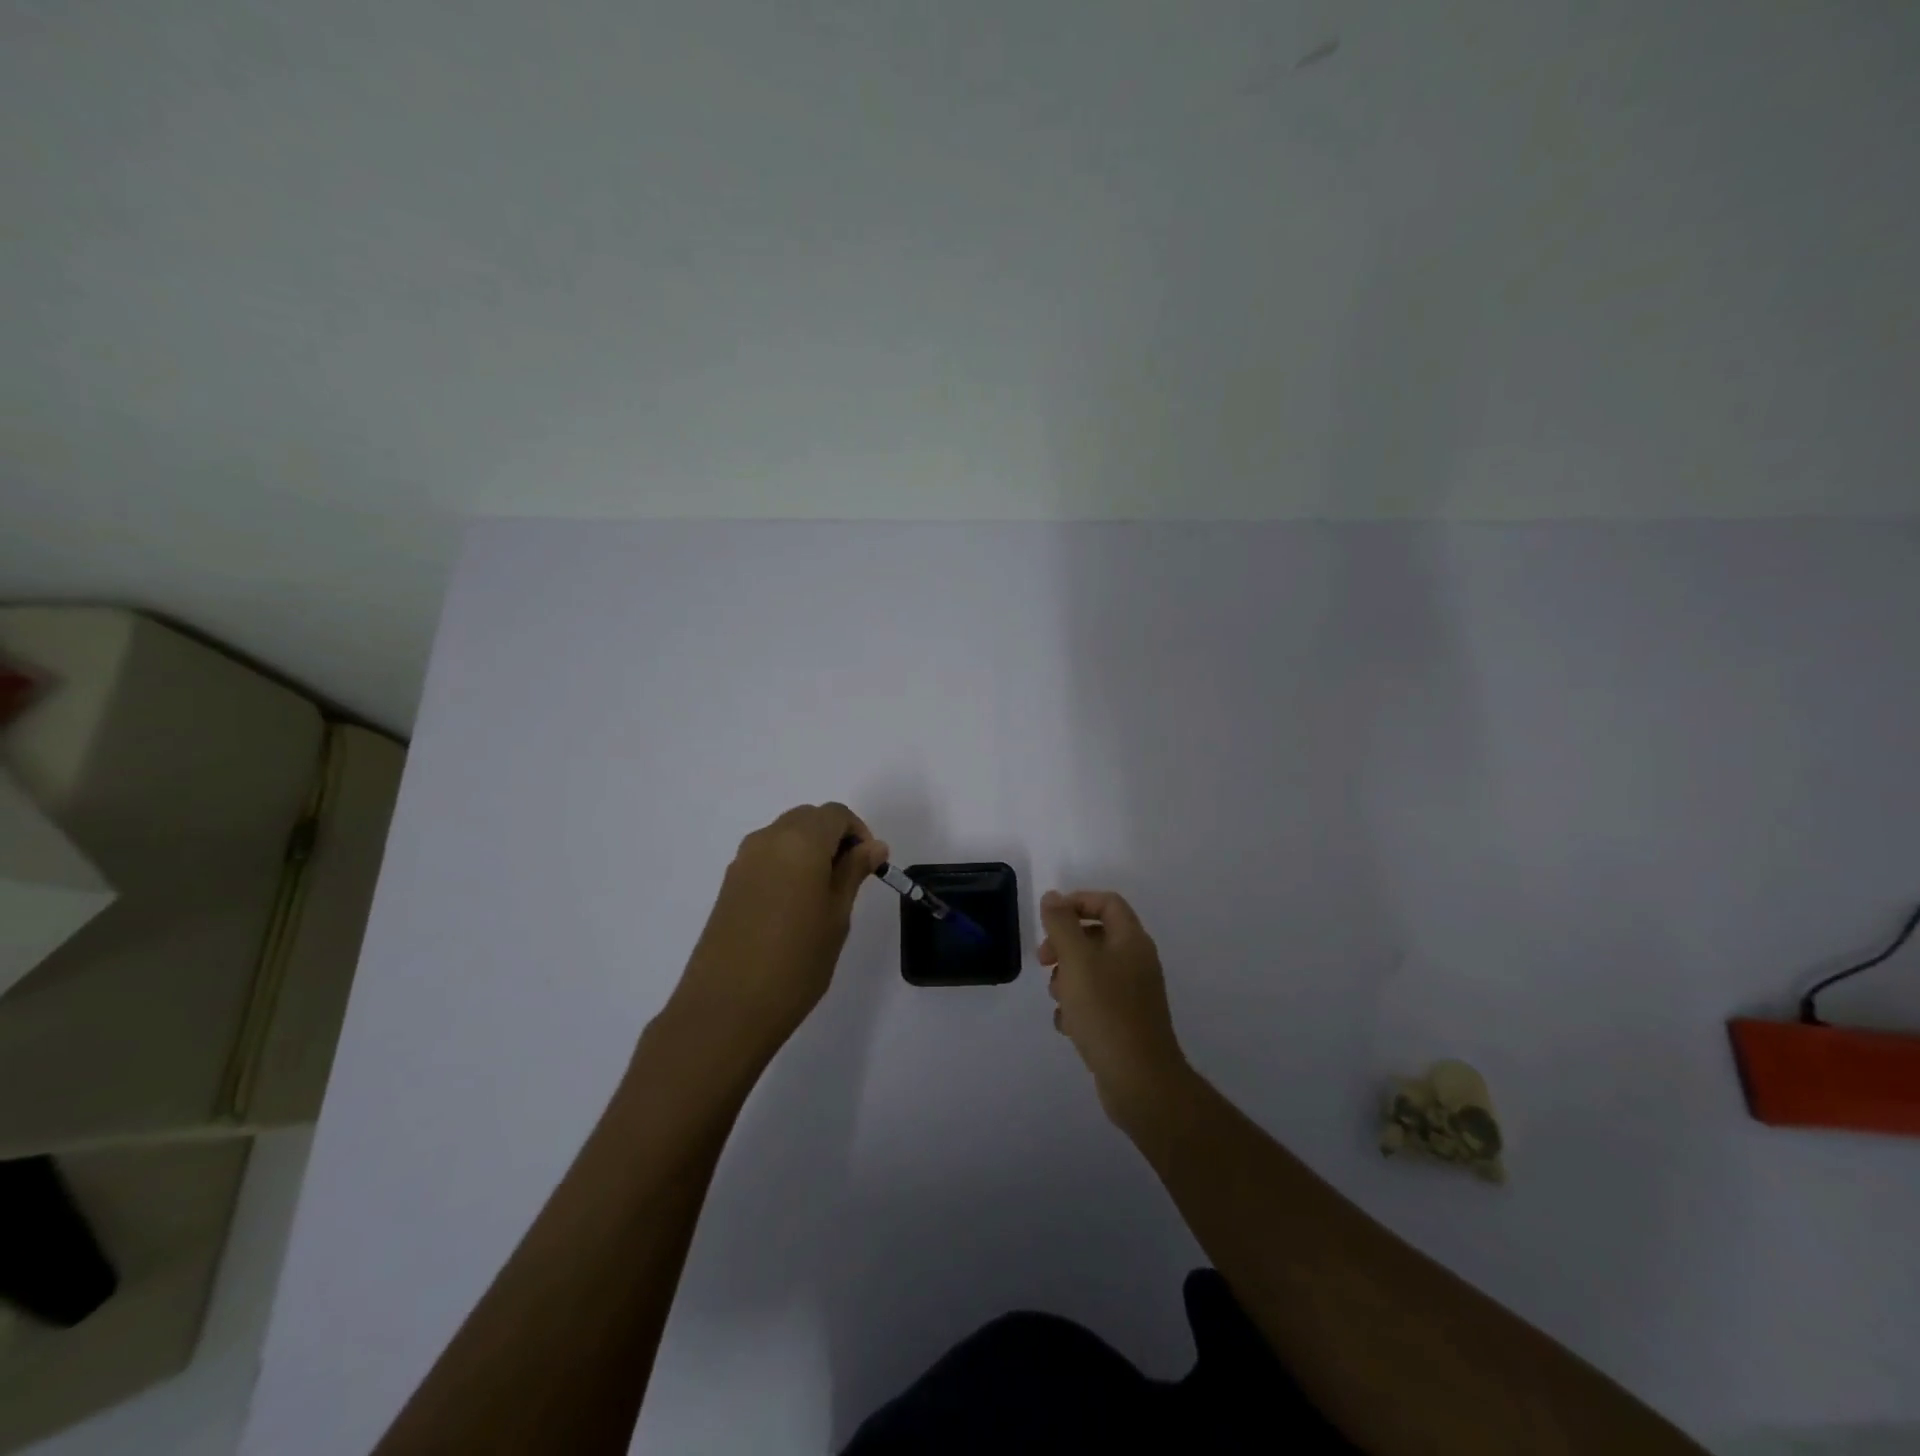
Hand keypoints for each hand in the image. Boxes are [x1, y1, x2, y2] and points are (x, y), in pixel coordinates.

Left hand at [670, 804, 888, 1064]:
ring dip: (809, 851)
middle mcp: (768, 839)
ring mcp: (743, 861)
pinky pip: (766, 858)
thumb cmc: (796, 961)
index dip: (858, 833)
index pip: (836, 814)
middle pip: (808, 819)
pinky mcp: (728, 884)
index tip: (869, 866)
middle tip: (850, 879)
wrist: (726, 1008)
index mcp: (800, 840)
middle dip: (834, 838)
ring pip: (785, 837)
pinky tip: (793, 908)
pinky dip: (787, 867)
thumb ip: (854, 872)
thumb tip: (873, 846)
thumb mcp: (837, 915)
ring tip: (823, 896)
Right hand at [1038, 889, 1189, 1126]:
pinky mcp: (1126, 1021)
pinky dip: (1078, 1006)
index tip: (1049, 920)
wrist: (1139, 1080)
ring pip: (1092, 970)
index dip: (1077, 903)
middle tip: (1044, 960)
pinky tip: (1068, 1025)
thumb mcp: (1076, 961)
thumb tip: (1053, 897)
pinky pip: (1096, 1000)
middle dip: (1065, 944)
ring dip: (1067, 978)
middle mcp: (1137, 961)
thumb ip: (1061, 925)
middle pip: (1096, 935)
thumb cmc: (1106, 1012)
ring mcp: (1133, 993)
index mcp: (1132, 941)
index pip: (1107, 902)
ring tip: (1058, 999)